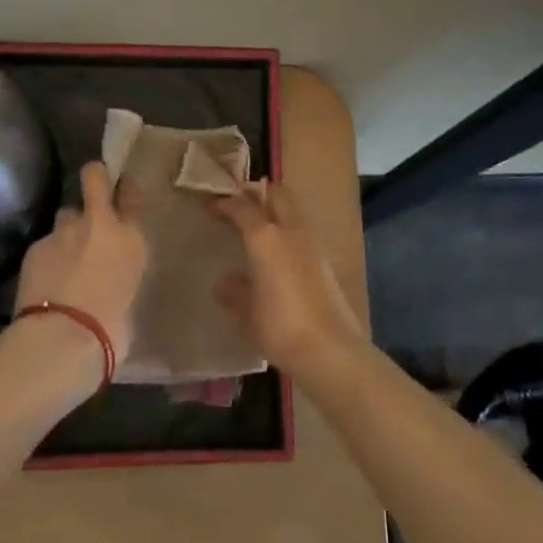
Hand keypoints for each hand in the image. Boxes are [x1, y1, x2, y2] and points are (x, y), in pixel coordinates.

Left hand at [13, 161, 147, 364]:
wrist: (64, 339)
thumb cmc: (111, 330)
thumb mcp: (130, 295)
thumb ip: (120, 271)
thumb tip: (109, 272)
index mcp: (132, 239)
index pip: (131, 194)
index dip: (124, 190)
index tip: (121, 192)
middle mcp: (100, 224)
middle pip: (94, 177)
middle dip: (93, 179)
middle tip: (91, 197)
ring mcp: (64, 231)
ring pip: (66, 215)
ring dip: (68, 229)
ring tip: (65, 256)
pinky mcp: (35, 245)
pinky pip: (46, 243)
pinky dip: (47, 257)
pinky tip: (45, 279)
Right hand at [213, 182, 364, 377]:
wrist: (330, 349)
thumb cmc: (279, 326)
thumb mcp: (247, 311)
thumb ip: (234, 292)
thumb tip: (224, 282)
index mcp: (266, 237)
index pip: (243, 207)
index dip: (226, 203)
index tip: (212, 207)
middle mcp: (291, 232)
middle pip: (277, 194)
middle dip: (257, 193)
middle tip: (239, 204)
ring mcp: (312, 245)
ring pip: (292, 212)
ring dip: (275, 211)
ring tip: (256, 228)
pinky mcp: (325, 262)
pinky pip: (301, 233)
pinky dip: (287, 232)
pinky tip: (276, 255)